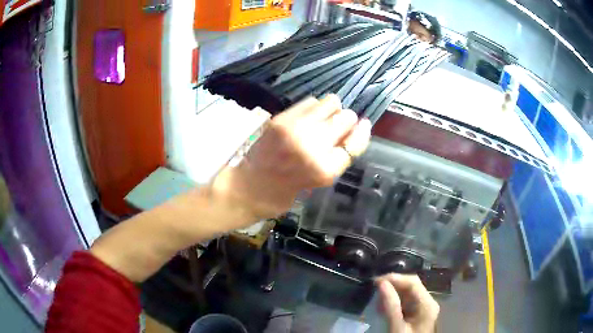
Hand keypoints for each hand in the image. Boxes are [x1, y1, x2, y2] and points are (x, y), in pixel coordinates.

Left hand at [214, 95, 370, 222]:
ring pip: (331, 103)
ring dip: (332, 110)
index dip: (362, 132)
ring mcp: (296, 130)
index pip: (356, 142)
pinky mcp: (281, 120)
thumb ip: (339, 156)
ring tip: (322, 120)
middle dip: (346, 121)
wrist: (252, 186)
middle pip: (347, 118)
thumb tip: (357, 128)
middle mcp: (314, 147)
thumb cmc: (289, 189)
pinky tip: (307, 118)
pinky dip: (314, 108)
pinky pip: (311, 101)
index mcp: (326, 170)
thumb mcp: (321, 179)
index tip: (364, 124)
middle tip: (336, 128)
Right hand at [376, 274, 439, 332]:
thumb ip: (390, 305)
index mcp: (427, 304)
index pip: (412, 282)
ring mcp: (423, 308)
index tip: (376, 281)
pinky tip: (383, 309)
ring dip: (391, 294)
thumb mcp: (396, 326)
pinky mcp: (417, 314)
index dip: (395, 278)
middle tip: (374, 291)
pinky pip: (405, 302)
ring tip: (377, 302)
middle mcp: (427, 302)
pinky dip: (393, 303)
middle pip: (411, 286)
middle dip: (392, 286)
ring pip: (407, 294)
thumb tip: (381, 283)